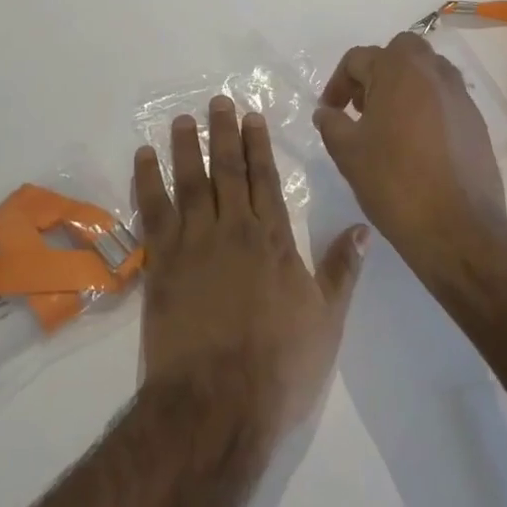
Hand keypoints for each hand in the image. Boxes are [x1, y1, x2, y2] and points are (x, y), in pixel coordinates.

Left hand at [133, 97, 366, 437]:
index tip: (251, 116)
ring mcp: (194, 243)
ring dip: (186, 147)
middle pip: (228, 171)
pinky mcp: (162, 262)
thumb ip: (342, 270)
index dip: (258, 145)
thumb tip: (363, 228)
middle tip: (217, 101)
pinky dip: (147, 181)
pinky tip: (143, 158)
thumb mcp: (326, 321)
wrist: (215, 405)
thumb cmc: (278, 367)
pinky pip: (153, 211)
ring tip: (182, 119)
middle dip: (224, 133)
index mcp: (273, 240)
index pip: (265, 179)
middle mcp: (233, 229)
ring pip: (190, 181)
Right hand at [314, 31, 506, 260]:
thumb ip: (331, 123)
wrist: (458, 230)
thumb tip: (325, 112)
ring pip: (426, 72)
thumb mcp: (347, 152)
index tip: (330, 112)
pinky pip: (445, 99)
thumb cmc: (394, 182)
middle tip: (363, 106)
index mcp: (398, 69)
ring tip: (389, 124)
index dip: (338, 84)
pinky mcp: (477, 122)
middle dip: (377, 71)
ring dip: (405, 86)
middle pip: (399, 52)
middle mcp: (433, 71)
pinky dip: (427, 107)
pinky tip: (417, 143)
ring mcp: (460, 95)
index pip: (358, 59)